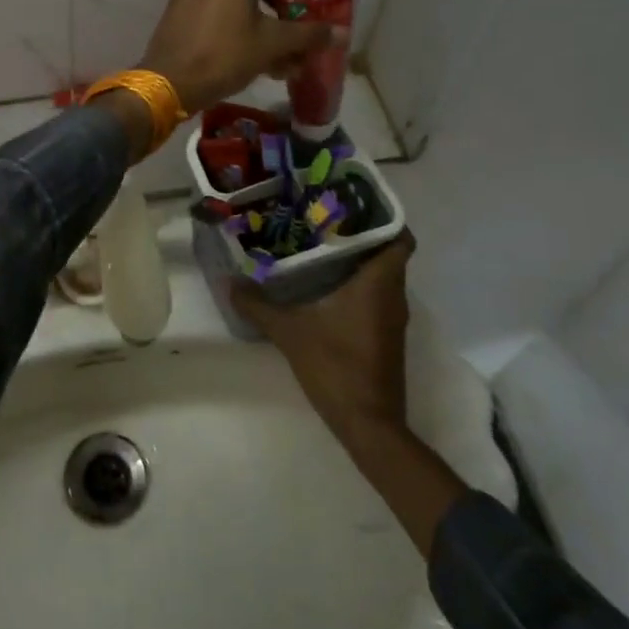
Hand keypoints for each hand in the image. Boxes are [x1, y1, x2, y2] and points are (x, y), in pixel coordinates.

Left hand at [138, 0, 335, 113]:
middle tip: (296, 45)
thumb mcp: (272, 45)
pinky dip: (235, 23)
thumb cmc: (224, 55)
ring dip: (260, 24)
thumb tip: (342, 32)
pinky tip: (247, 53)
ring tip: (276, 59)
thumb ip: (309, 34)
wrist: (168, 80)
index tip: (314, 25)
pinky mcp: (178, 0)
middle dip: (282, 16)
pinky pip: (217, 5)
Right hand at [233, 234, 413, 444]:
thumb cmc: (337, 367)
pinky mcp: (384, 336)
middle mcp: (392, 296)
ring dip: (357, 259)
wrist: (369, 426)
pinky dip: (356, 283)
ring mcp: (391, 318)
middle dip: (359, 233)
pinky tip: (323, 282)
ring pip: (380, 275)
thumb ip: (259, 305)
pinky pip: (375, 295)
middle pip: (386, 252)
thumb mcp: (290, 332)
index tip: (353, 202)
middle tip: (322, 217)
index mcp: (379, 284)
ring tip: (318, 243)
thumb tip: (229, 281)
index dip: (383, 216)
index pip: (399, 237)